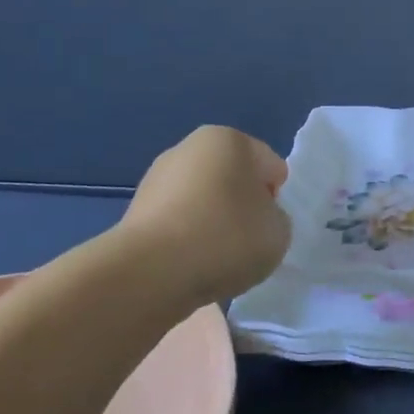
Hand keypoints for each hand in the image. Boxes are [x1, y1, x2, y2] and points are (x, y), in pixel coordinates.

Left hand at [108, 126, 291, 310]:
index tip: (268, 227)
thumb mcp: (279, 231)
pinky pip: (178, 225)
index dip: (276, 199)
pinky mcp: (135, 213)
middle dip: (242, 207)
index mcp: (229, 139)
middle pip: (233, 180)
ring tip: (216, 259)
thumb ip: (276, 218)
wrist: (151, 273)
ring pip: (203, 202)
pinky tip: (190, 265)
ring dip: (214, 224)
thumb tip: (255, 220)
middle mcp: (189, 148)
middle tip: (246, 243)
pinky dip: (188, 241)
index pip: (270, 167)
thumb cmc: (226, 237)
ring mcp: (157, 179)